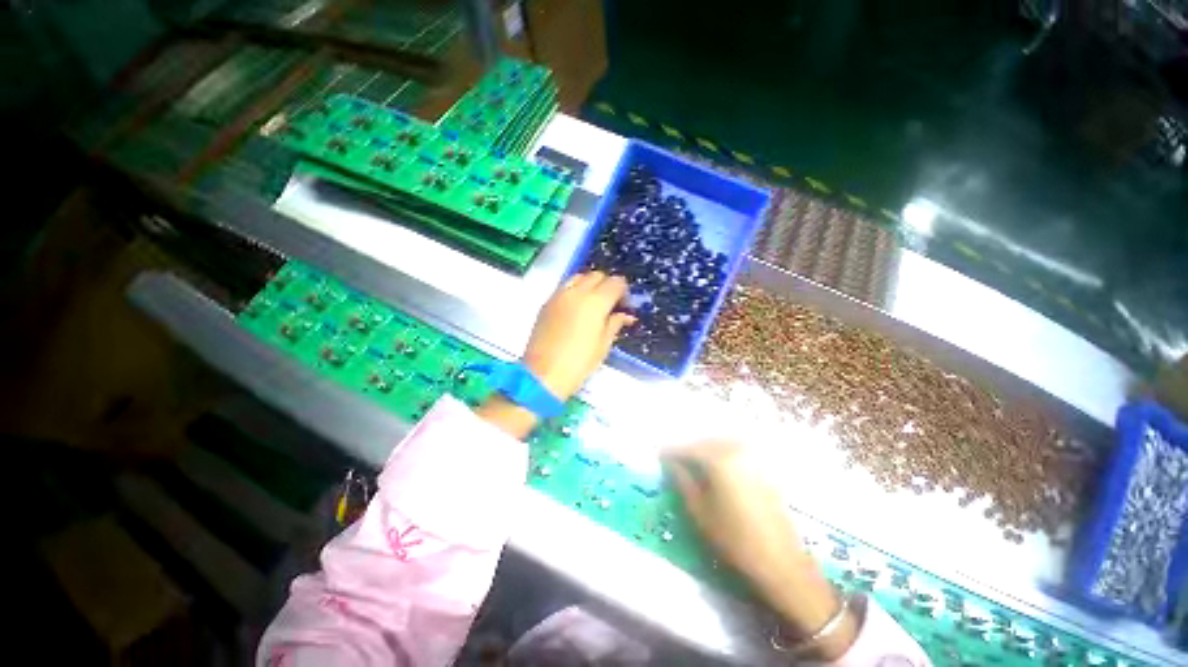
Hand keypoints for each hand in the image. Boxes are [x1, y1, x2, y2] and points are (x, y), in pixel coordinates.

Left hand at [522, 271, 635, 400]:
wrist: (543, 374)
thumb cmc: (579, 363)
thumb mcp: (603, 345)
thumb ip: (615, 323)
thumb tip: (625, 315)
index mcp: (595, 302)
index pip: (616, 282)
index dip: (623, 291)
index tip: (624, 305)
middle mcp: (577, 292)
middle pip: (598, 275)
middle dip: (607, 285)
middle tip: (611, 304)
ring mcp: (559, 295)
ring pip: (579, 277)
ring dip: (590, 285)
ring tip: (593, 304)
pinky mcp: (547, 302)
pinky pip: (565, 287)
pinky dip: (575, 291)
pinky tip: (576, 309)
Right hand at [664, 441, 858, 659]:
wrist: (781, 561)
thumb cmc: (734, 538)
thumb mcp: (699, 510)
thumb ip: (682, 480)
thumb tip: (669, 462)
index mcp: (718, 459)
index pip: (687, 448)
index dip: (670, 451)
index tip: (658, 454)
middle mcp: (736, 450)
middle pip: (704, 442)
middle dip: (687, 449)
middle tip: (673, 459)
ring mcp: (752, 457)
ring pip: (720, 444)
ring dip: (704, 450)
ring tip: (691, 463)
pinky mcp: (762, 467)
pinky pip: (734, 452)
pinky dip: (720, 454)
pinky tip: (714, 468)